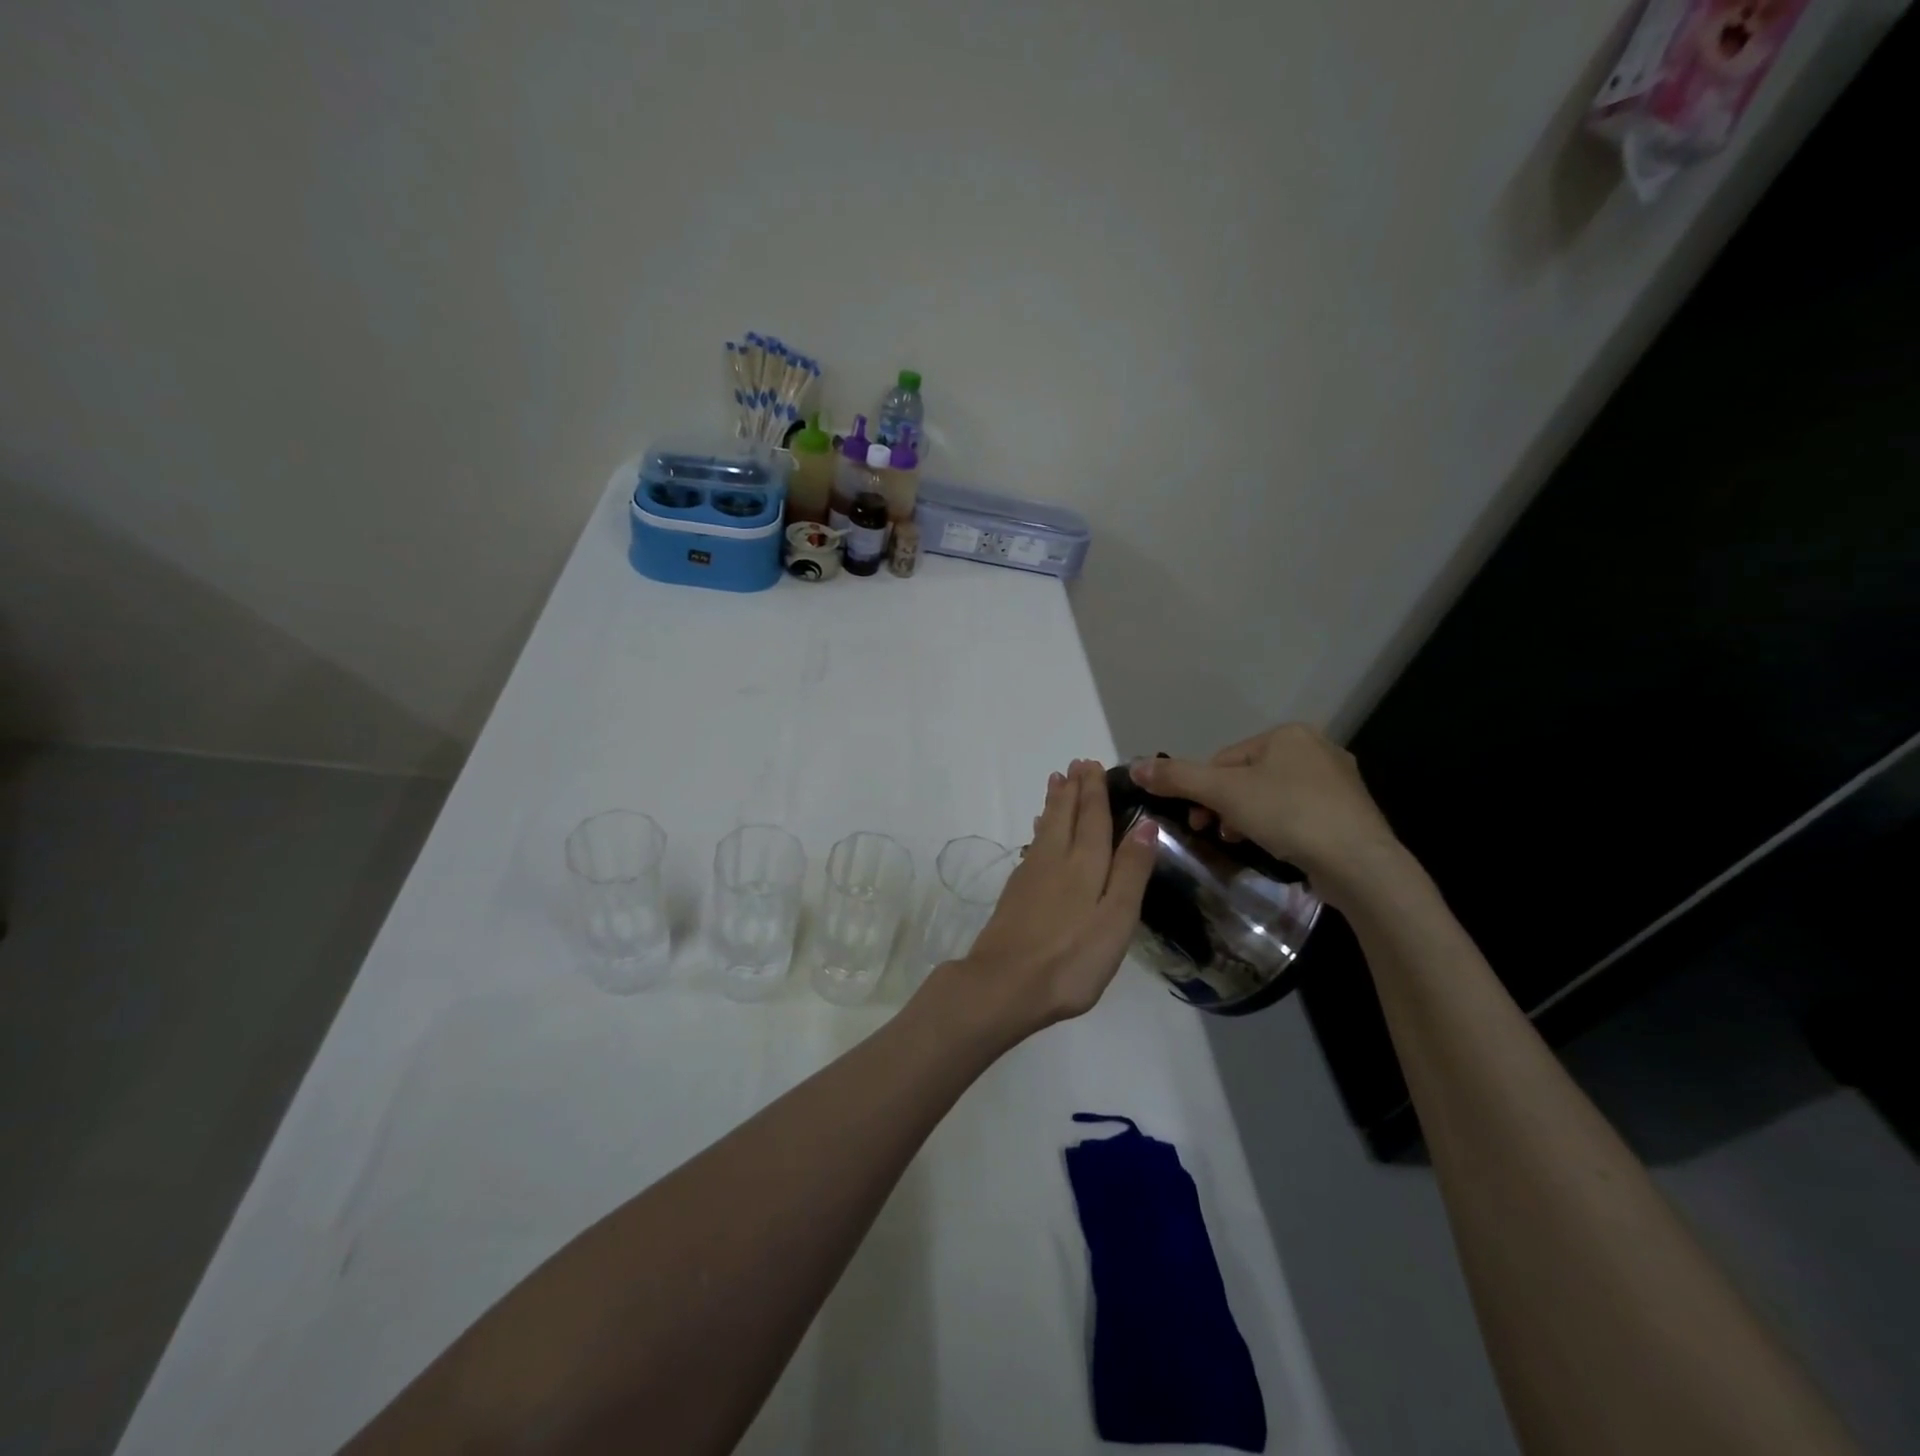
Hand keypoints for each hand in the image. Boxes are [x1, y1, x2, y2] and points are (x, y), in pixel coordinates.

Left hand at [931, 759, 1155, 1040]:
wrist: (1005, 984)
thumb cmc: (1071, 958)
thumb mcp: (1116, 918)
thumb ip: (1130, 871)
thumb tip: (1145, 824)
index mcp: (1084, 864)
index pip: (1092, 818)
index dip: (1094, 791)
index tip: (1093, 765)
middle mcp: (1055, 860)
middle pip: (1065, 816)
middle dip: (1072, 789)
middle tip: (1075, 764)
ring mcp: (1031, 876)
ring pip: (1046, 828)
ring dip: (1054, 803)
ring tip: (1056, 782)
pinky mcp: (1016, 893)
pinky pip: (1034, 846)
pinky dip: (1041, 830)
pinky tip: (1040, 833)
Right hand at [1128, 724, 1400, 901]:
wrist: (1359, 863)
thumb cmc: (1288, 815)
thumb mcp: (1223, 793)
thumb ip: (1177, 777)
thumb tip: (1134, 767)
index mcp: (1288, 734)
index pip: (1225, 759)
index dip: (1204, 790)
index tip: (1198, 821)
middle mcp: (1317, 748)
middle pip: (1248, 776)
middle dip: (1226, 806)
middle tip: (1217, 834)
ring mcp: (1338, 781)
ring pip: (1273, 796)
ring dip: (1249, 818)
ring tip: (1243, 843)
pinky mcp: (1350, 813)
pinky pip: (1300, 813)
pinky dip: (1280, 828)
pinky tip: (1277, 848)